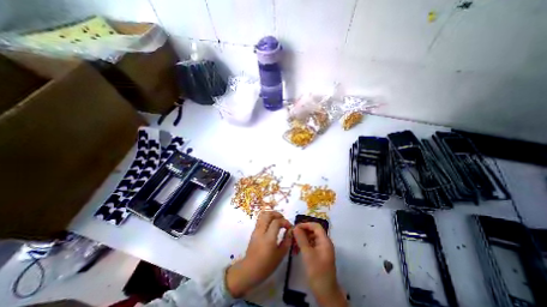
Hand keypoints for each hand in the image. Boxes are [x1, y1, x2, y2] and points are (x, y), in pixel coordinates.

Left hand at [226, 211, 292, 297]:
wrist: (249, 270)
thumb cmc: (266, 265)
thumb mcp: (280, 255)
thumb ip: (287, 241)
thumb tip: (290, 231)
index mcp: (268, 238)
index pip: (276, 222)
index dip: (285, 221)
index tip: (289, 227)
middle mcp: (261, 231)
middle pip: (268, 214)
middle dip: (277, 214)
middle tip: (283, 220)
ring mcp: (256, 230)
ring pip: (263, 215)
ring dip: (272, 214)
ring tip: (278, 220)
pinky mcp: (254, 231)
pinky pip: (260, 219)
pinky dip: (267, 217)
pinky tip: (272, 224)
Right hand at [295, 223, 345, 306]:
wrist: (325, 293)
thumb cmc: (317, 272)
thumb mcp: (307, 254)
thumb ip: (301, 239)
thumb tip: (295, 227)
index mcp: (325, 241)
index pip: (316, 226)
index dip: (306, 224)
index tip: (295, 227)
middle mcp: (325, 243)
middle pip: (314, 231)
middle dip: (303, 231)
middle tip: (293, 234)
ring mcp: (322, 249)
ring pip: (312, 238)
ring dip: (303, 238)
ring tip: (293, 241)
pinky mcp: (319, 255)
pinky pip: (311, 245)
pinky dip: (304, 244)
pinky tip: (297, 248)